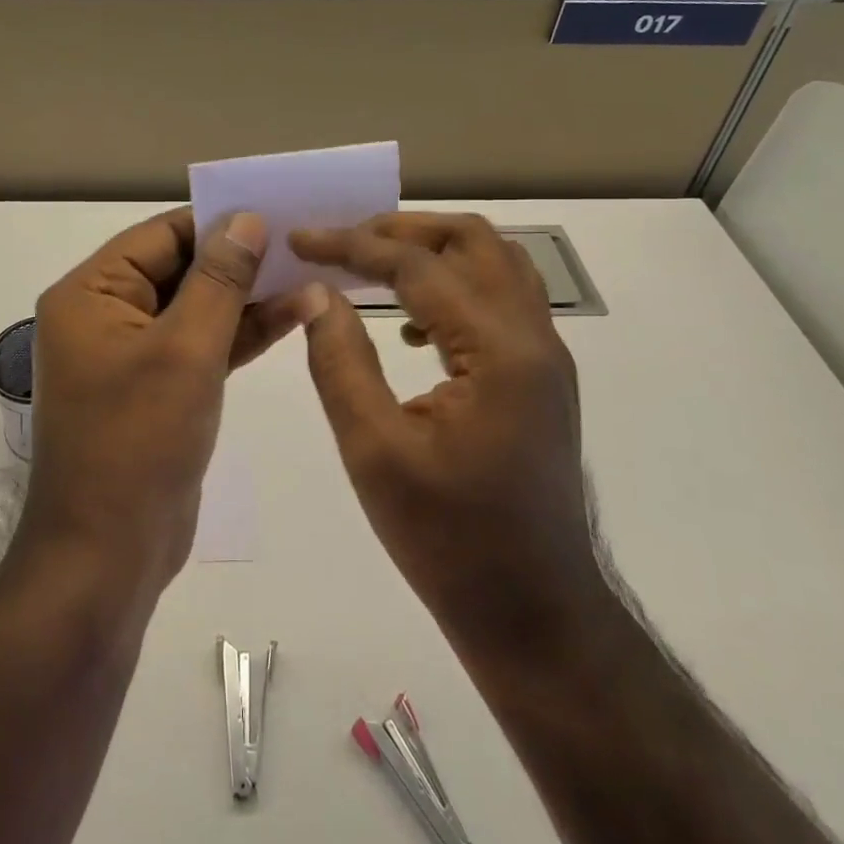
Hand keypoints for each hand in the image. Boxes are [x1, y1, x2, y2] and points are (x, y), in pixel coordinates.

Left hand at [25, 208, 303, 590]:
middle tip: (303, 242)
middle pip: (179, 270)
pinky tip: (293, 315)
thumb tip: (246, 219)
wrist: (108, 555)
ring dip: (248, 297)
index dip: (218, 223)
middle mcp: (105, 316)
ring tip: (311, 276)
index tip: (276, 211)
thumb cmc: (139, 441)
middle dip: (240, 260)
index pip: (160, 236)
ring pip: (196, 309)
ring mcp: (132, 356)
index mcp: (91, 295)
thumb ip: (220, 280)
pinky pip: (201, 346)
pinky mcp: (158, 389)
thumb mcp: (186, 350)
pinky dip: (240, 334)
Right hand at [290, 213, 604, 653]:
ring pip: (493, 264)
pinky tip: (406, 326)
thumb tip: (317, 293)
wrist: (535, 614)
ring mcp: (544, 357)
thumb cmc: (449, 541)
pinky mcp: (539, 378)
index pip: (418, 265)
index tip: (300, 239)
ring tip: (370, 266)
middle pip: (472, 241)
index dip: (352, 244)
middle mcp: (533, 338)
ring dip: (431, 251)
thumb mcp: (375, 451)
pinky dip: (451, 287)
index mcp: (498, 351)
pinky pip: (498, 301)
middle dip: (401, 229)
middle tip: (342, 242)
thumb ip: (340, 361)